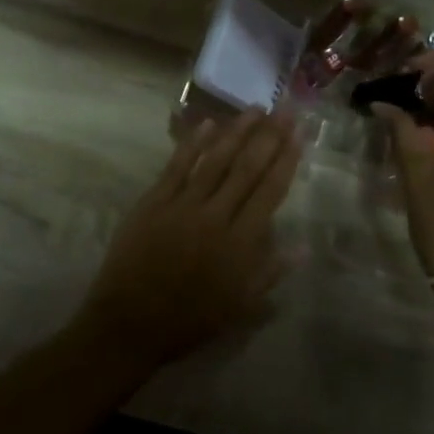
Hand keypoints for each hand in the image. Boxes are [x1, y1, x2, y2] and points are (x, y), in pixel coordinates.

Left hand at [76, 112, 301, 369]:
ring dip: (237, 131)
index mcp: (240, 244)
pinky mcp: (153, 201)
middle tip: (285, 109)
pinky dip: (194, 143)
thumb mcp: (239, 307)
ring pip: (215, 160)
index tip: (299, 134)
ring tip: (255, 109)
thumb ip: (270, 272)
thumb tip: (303, 246)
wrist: (129, 324)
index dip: (286, 160)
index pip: (269, 192)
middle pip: (247, 168)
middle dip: (269, 136)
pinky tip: (209, 123)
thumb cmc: (190, 320)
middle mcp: (215, 216)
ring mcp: (182, 205)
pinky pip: (177, 166)